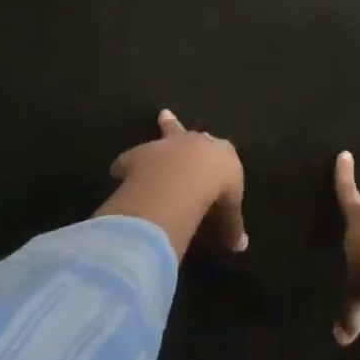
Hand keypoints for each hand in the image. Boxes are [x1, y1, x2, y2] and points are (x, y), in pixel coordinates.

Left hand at [99, 109, 247, 256]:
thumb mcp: (230, 215)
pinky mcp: (139, 155)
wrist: (189, 176)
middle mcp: (193, 142)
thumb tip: (240, 246)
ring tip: (138, 150)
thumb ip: (231, 228)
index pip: (221, 151)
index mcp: (220, 153)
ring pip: (156, 139)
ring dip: (152, 143)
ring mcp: (164, 147)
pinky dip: (125, 166)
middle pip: (183, 131)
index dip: (216, 156)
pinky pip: (129, 160)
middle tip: (164, 114)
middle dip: (174, 126)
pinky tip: (118, 172)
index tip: (213, 160)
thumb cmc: (219, 191)